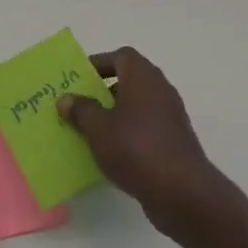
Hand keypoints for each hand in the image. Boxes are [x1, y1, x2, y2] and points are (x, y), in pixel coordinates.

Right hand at [59, 47, 224, 234]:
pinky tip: (112, 152)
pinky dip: (129, 133)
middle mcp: (160, 89)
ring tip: (90, 130)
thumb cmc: (136, 149)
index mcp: (143, 76)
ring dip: (116, 113)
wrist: (181, 191)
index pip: (121, 56)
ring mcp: (170, 115)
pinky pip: (146, 127)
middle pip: (129, 80)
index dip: (99, 63)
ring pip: (137, 105)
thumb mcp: (98, 129)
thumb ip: (81, 110)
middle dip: (104, 90)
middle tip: (80, 104)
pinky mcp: (175, 140)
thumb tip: (66, 98)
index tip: (79, 79)